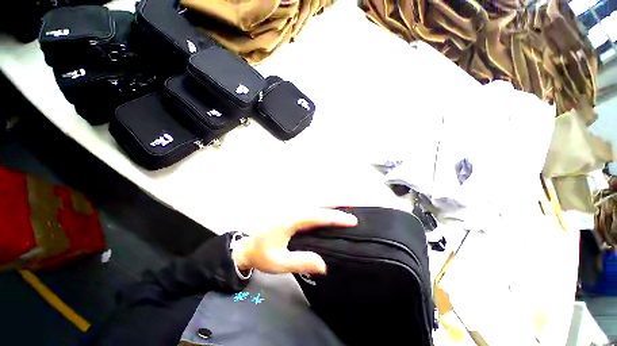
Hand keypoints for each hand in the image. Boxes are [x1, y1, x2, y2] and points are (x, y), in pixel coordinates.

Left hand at [232, 208, 356, 274]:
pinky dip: (324, 207)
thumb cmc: (261, 255)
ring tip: (348, 205)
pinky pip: (311, 207)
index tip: (351, 220)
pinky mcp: (292, 213)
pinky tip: (331, 210)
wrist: (246, 248)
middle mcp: (292, 210)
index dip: (334, 217)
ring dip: (332, 203)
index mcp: (289, 220)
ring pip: (315, 203)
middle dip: (337, 204)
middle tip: (355, 205)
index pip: (316, 216)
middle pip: (318, 204)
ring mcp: (292, 210)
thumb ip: (300, 262)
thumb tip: (324, 264)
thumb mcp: (278, 263)